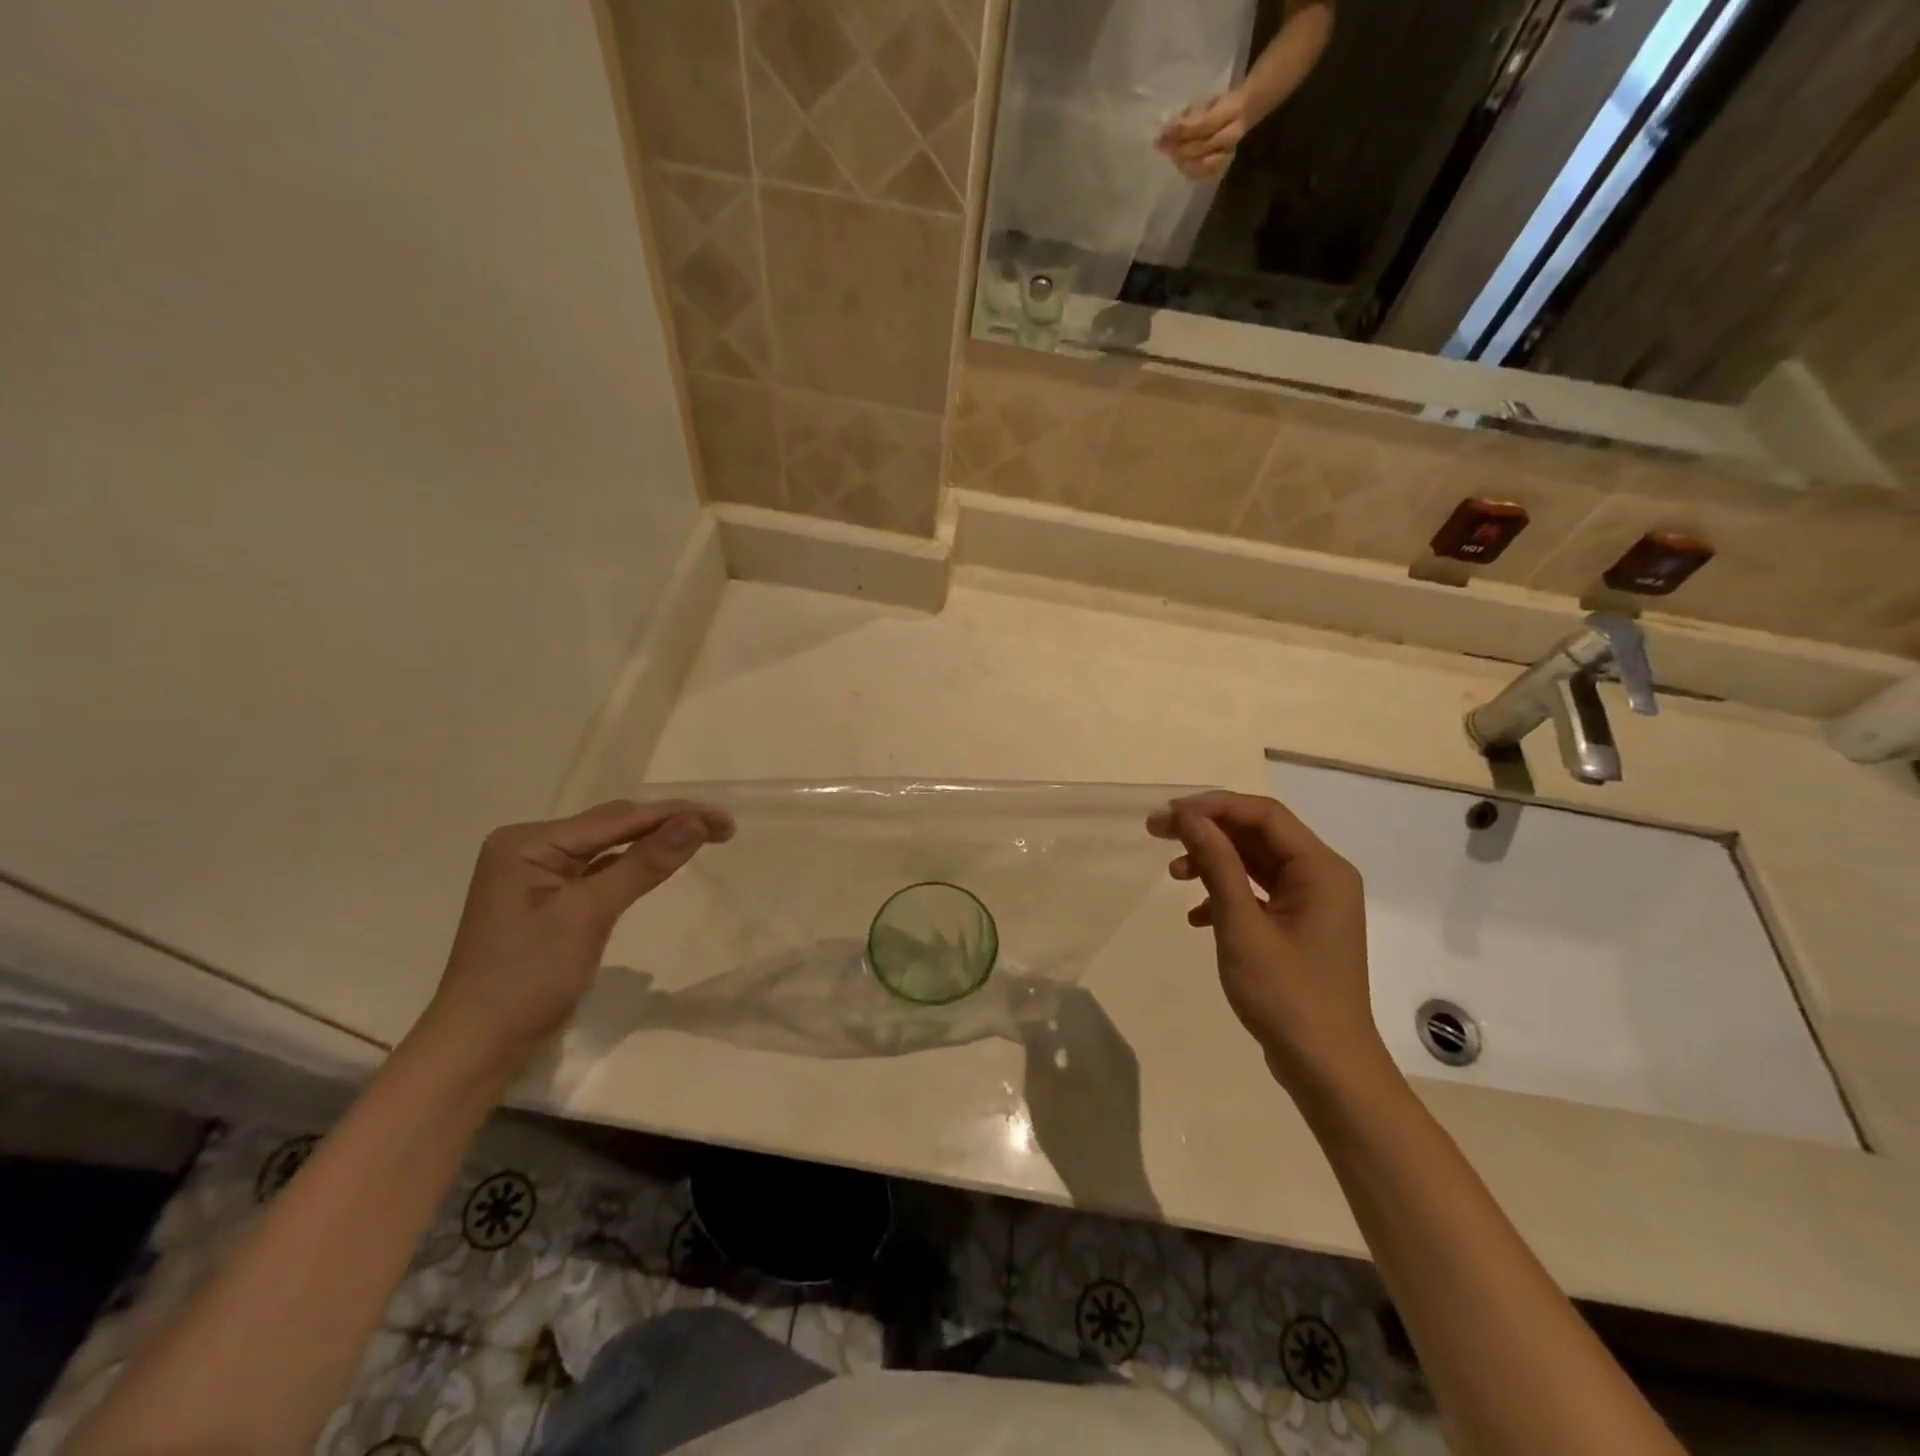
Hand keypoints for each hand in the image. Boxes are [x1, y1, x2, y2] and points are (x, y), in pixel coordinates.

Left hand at [418, 800, 732, 1072]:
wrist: (479, 1047)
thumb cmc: (529, 978)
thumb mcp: (590, 915)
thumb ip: (645, 863)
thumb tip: (697, 821)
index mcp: (529, 842)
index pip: (617, 818)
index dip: (675, 814)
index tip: (725, 819)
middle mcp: (530, 847)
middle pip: (613, 826)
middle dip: (667, 824)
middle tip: (722, 828)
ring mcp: (538, 874)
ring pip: (609, 847)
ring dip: (653, 842)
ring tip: (703, 837)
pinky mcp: (549, 900)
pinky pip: (599, 870)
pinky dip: (632, 866)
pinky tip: (660, 862)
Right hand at [1149, 791, 1392, 1100]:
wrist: (1328, 1069)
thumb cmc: (1286, 995)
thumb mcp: (1242, 926)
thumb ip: (1217, 865)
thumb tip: (1189, 817)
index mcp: (1321, 869)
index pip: (1263, 814)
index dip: (1213, 807)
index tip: (1168, 815)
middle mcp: (1322, 876)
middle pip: (1258, 834)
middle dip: (1208, 831)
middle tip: (1157, 833)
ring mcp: (1313, 902)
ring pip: (1256, 863)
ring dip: (1213, 862)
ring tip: (1173, 875)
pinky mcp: (1300, 925)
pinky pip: (1258, 892)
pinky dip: (1225, 895)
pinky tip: (1196, 916)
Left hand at [1156, 91, 1251, 180]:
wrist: (1244, 113)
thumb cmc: (1220, 105)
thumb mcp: (1208, 100)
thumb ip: (1192, 113)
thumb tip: (1169, 126)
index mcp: (1232, 110)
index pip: (1203, 125)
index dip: (1181, 129)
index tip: (1163, 130)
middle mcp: (1232, 135)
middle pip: (1200, 148)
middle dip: (1178, 147)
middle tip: (1161, 145)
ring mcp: (1229, 154)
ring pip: (1201, 165)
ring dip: (1182, 162)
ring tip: (1170, 155)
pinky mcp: (1224, 168)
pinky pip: (1204, 176)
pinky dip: (1190, 172)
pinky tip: (1181, 165)